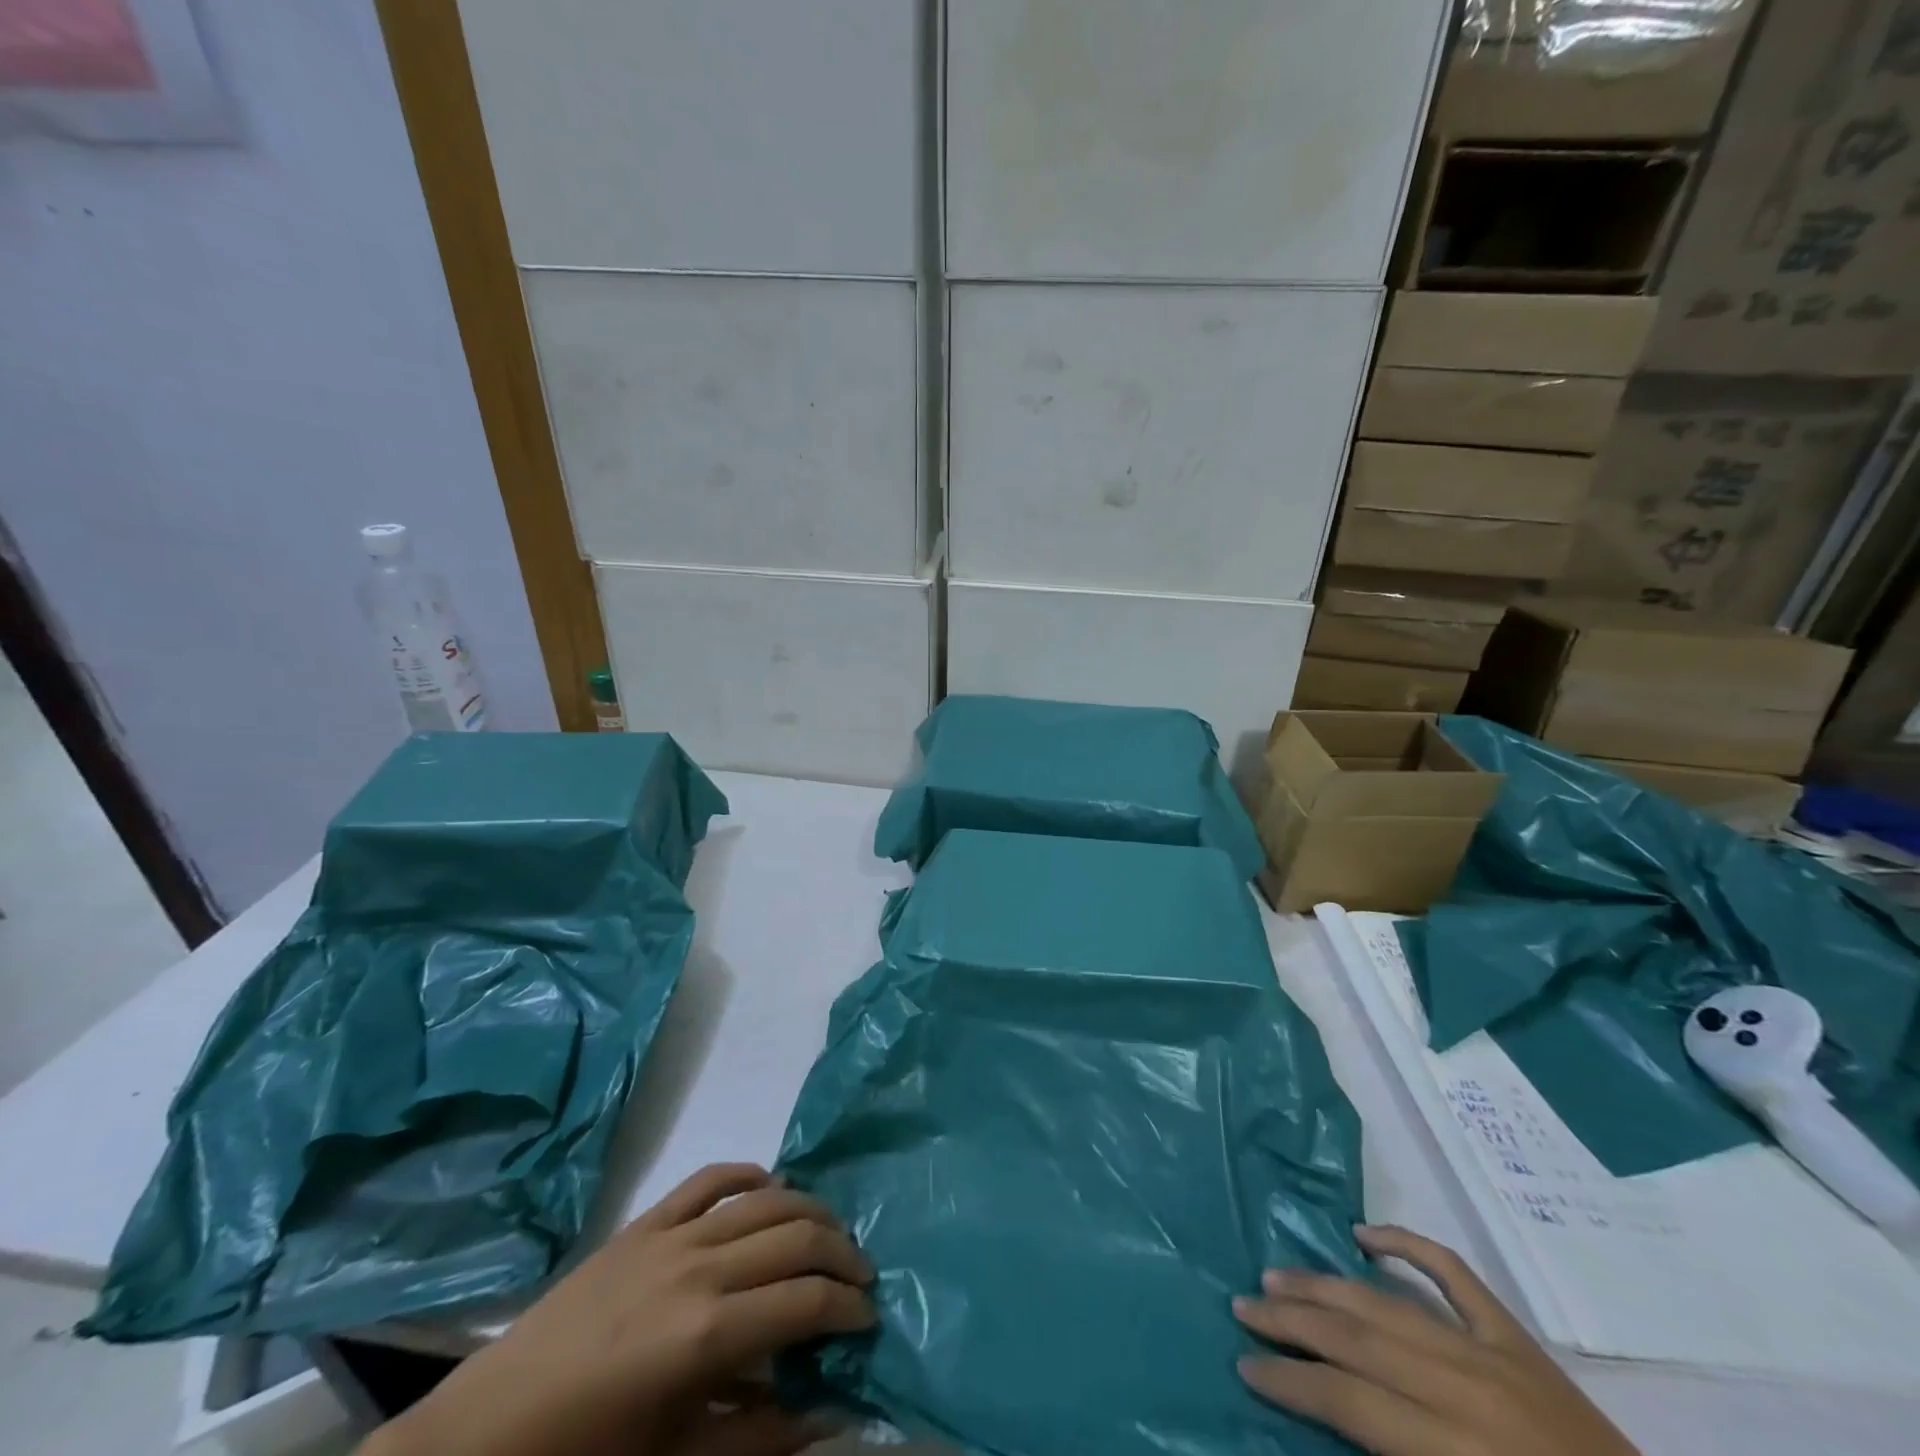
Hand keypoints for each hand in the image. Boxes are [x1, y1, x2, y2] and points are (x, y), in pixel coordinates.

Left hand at [369, 1164, 874, 1455]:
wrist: (484, 1437)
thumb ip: (761, 1439)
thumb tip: (831, 1414)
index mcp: (708, 1333)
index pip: (807, 1301)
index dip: (849, 1307)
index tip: (870, 1319)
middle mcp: (700, 1266)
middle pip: (797, 1235)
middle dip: (841, 1253)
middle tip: (860, 1277)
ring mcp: (671, 1234)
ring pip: (765, 1199)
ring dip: (809, 1211)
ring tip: (829, 1235)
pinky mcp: (645, 1222)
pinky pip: (709, 1179)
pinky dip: (748, 1174)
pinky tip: (769, 1185)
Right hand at [1234, 1225, 1636, 1455]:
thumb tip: (1329, 1420)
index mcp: (1457, 1450)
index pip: (1350, 1400)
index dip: (1290, 1382)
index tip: (1244, 1365)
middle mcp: (1468, 1389)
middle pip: (1359, 1340)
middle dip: (1292, 1322)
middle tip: (1242, 1304)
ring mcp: (1495, 1352)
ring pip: (1389, 1303)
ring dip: (1326, 1287)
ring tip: (1276, 1276)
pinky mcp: (1518, 1337)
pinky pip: (1453, 1274)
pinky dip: (1407, 1245)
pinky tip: (1363, 1234)